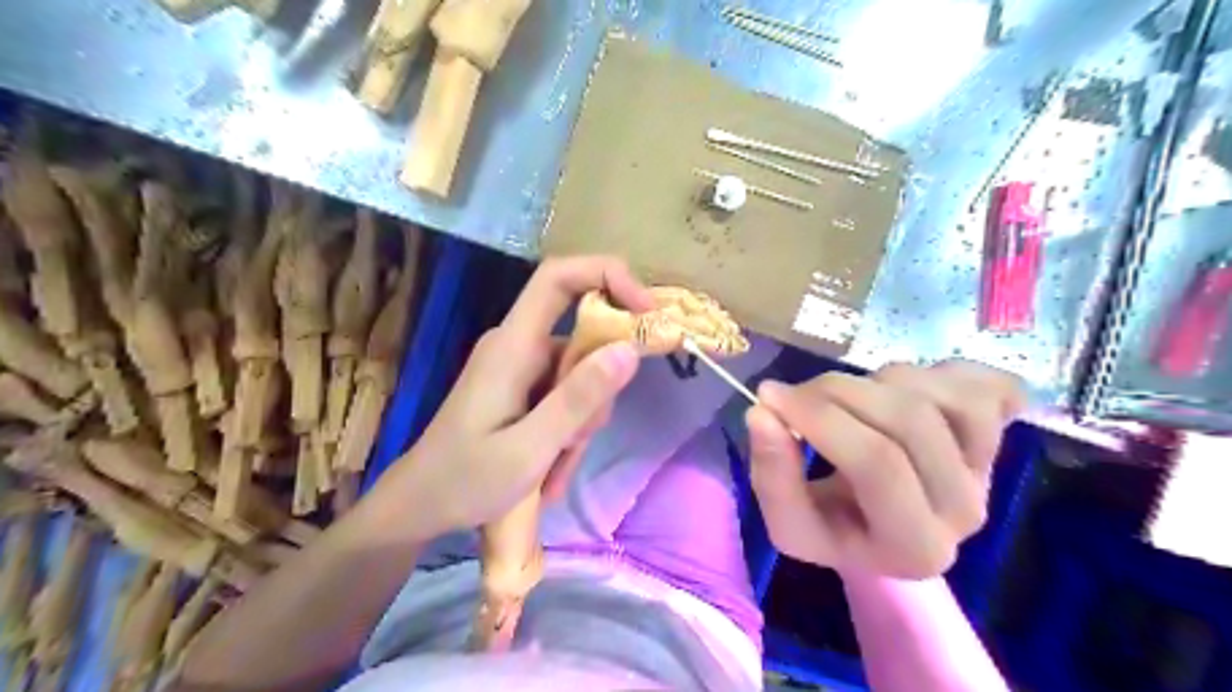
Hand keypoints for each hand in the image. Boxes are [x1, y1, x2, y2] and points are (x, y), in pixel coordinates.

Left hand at [373, 257, 653, 536]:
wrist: (419, 506)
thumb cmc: (464, 480)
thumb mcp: (529, 449)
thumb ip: (578, 399)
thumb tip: (628, 349)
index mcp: (512, 345)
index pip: (559, 278)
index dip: (608, 276)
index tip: (648, 313)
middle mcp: (517, 345)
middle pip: (582, 337)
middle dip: (598, 388)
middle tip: (577, 440)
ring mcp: (519, 367)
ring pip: (579, 374)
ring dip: (581, 421)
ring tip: (554, 468)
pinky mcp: (521, 388)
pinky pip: (564, 396)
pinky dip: (568, 431)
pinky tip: (550, 469)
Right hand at [745, 358, 1026, 581]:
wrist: (886, 531)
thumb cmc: (834, 526)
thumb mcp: (788, 521)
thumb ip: (772, 475)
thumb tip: (762, 413)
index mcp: (914, 547)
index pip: (877, 464)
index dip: (820, 418)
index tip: (770, 396)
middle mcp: (965, 511)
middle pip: (910, 419)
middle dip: (839, 391)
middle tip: (798, 393)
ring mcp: (991, 470)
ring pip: (940, 394)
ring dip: (878, 380)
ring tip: (850, 400)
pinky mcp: (1005, 437)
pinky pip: (985, 384)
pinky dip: (939, 372)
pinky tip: (907, 390)